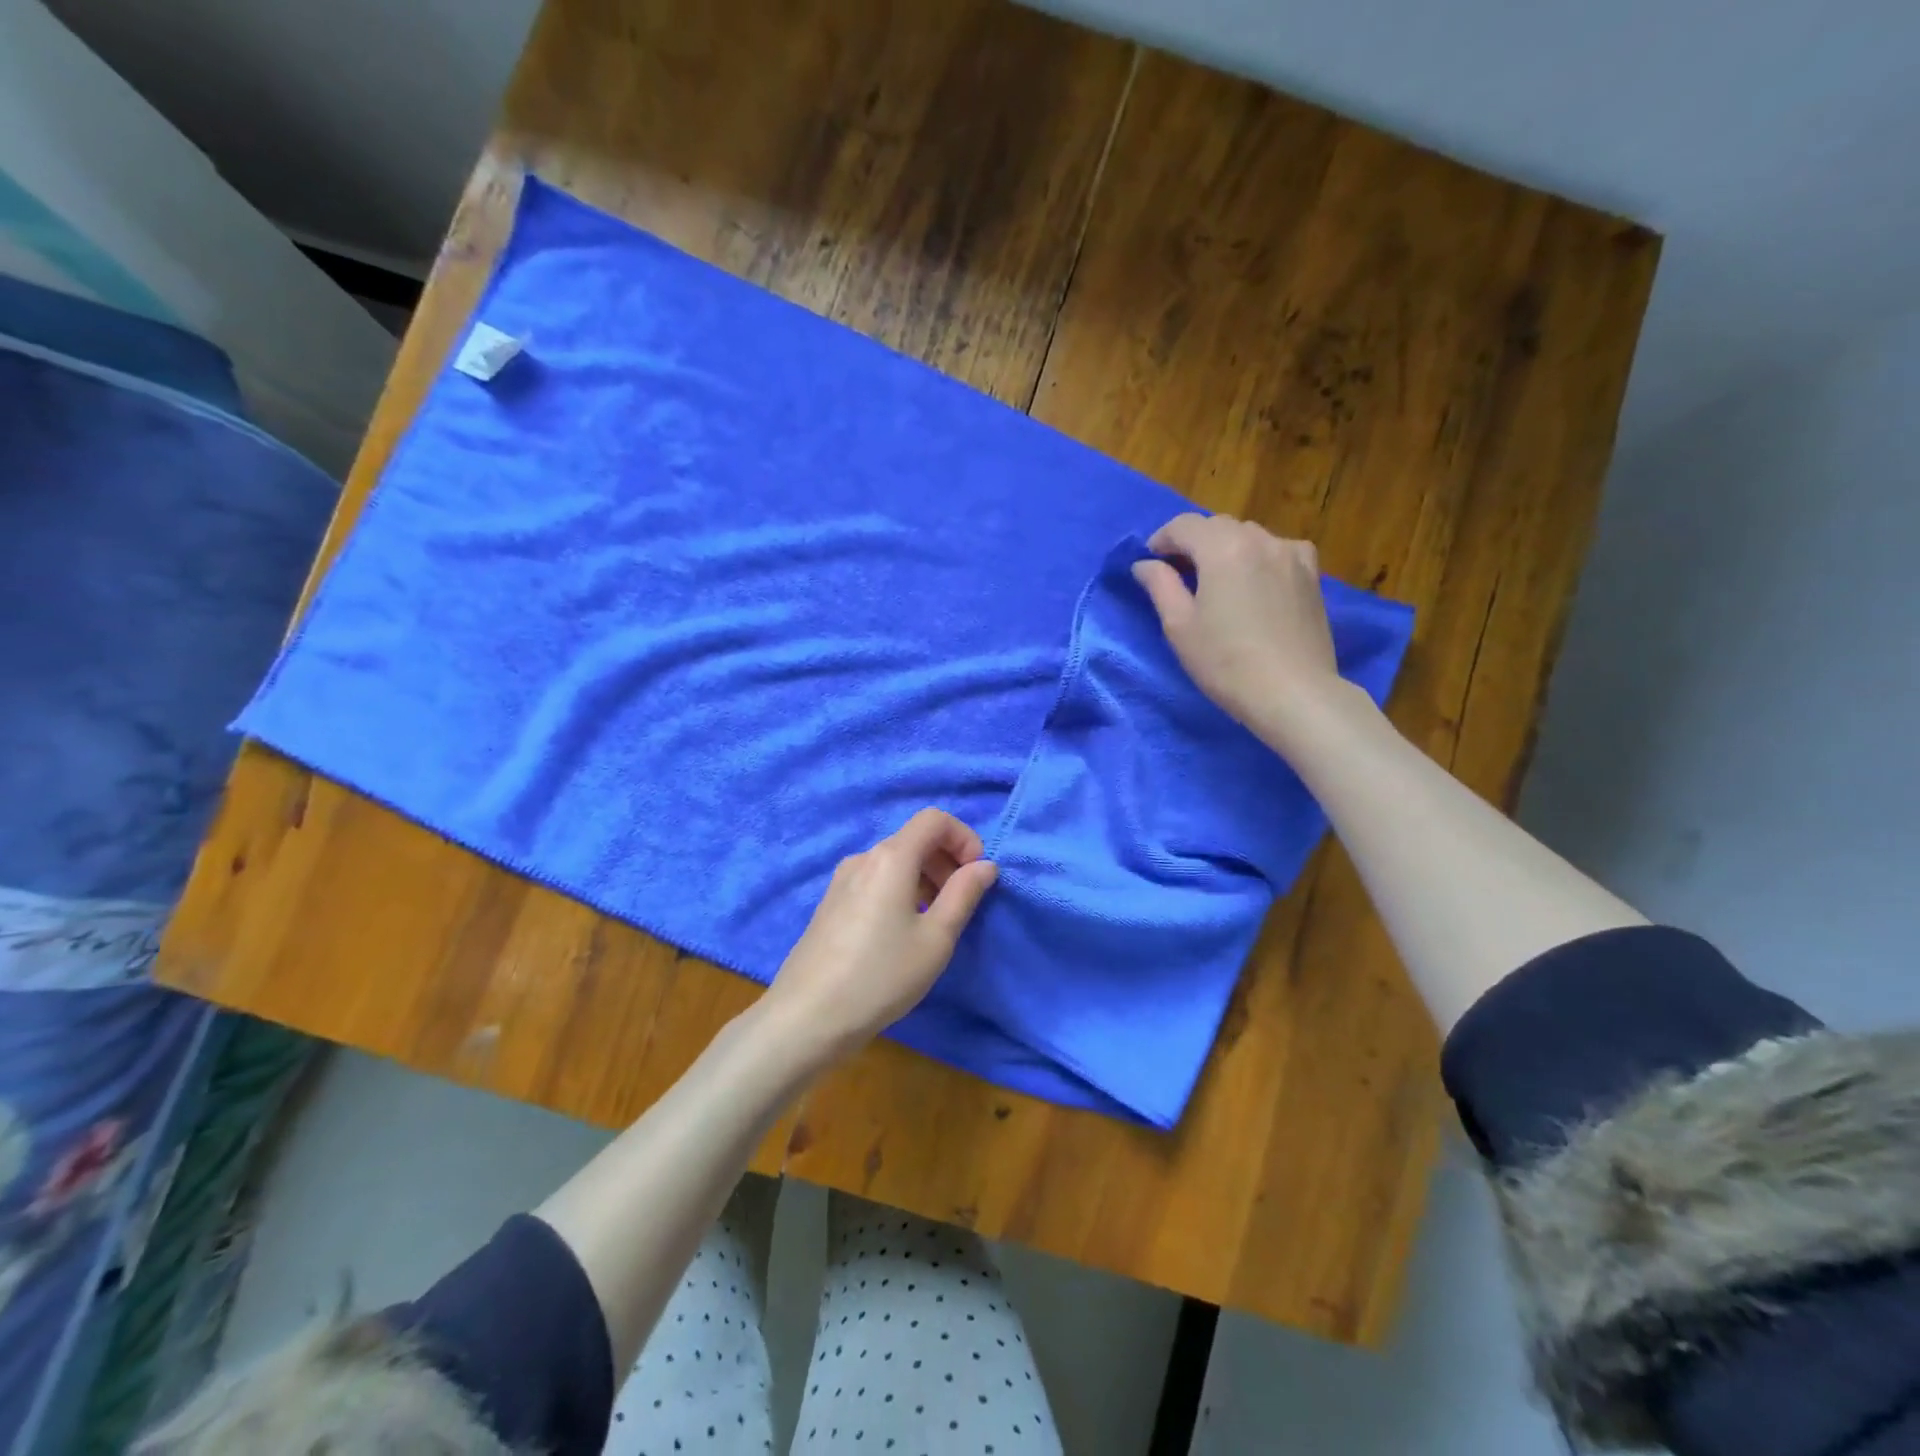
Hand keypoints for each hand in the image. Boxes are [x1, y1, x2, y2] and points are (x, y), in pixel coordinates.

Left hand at [762, 808, 997, 1065]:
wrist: (807, 1017)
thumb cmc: (881, 975)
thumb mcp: (936, 938)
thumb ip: (964, 894)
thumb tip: (984, 865)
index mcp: (891, 858)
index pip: (934, 819)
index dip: (964, 838)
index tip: (978, 875)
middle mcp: (864, 858)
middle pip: (914, 839)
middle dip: (947, 861)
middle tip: (961, 903)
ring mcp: (842, 880)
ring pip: (895, 862)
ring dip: (925, 878)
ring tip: (935, 923)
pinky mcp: (831, 902)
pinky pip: (876, 880)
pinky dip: (901, 891)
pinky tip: (902, 933)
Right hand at [1132, 514, 1343, 740]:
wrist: (1292, 693)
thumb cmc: (1225, 662)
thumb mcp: (1179, 625)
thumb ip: (1159, 585)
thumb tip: (1145, 564)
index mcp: (1223, 548)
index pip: (1184, 525)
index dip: (1161, 539)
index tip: (1151, 562)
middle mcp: (1260, 539)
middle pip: (1218, 526)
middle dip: (1194, 543)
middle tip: (1179, 573)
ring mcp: (1291, 554)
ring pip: (1249, 536)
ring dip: (1226, 549)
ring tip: (1217, 581)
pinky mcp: (1312, 574)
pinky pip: (1277, 550)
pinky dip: (1258, 557)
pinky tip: (1255, 583)